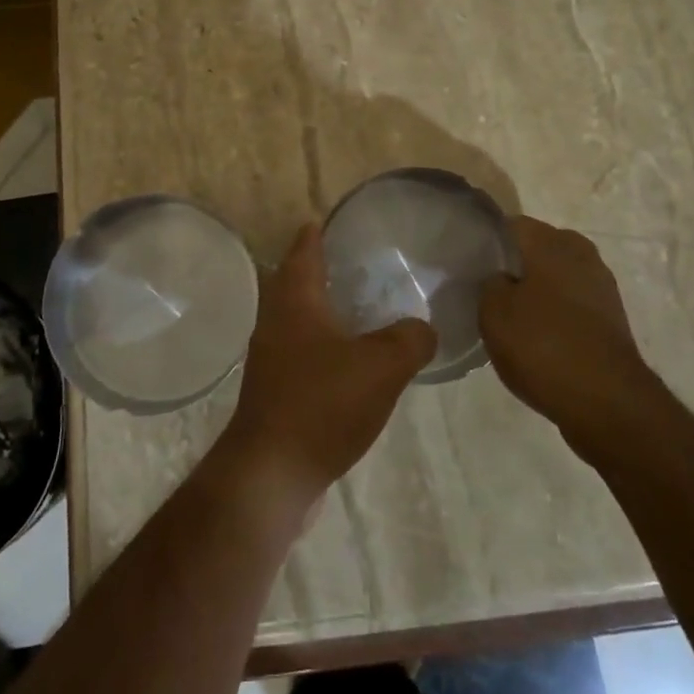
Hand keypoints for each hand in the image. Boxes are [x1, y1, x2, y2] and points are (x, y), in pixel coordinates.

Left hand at [221, 224, 436, 503]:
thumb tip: (423, 327)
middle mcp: (276, 323)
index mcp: (295, 303)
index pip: (303, 252)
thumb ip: (410, 339)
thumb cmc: (321, 404)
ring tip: (357, 310)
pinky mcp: (274, 393)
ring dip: (322, 311)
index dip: (315, 234)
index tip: (325, 219)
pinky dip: (323, 347)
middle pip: (295, 284)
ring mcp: (271, 360)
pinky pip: (301, 354)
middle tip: (352, 262)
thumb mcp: (381, 366)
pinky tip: (349, 363)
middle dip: (318, 270)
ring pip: (297, 321)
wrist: (271, 474)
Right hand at [480, 217, 652, 458]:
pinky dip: (556, 312)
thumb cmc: (544, 347)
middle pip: (537, 248)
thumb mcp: (494, 314)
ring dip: (537, 289)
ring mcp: (601, 286)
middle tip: (488, 289)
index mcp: (551, 242)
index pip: (511, 225)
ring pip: (557, 275)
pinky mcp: (611, 317)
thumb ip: (489, 284)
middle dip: (514, 264)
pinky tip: (538, 336)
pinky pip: (573, 302)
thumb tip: (499, 279)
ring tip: (511, 316)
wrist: (608, 403)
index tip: (470, 261)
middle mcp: (581, 254)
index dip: (488, 240)